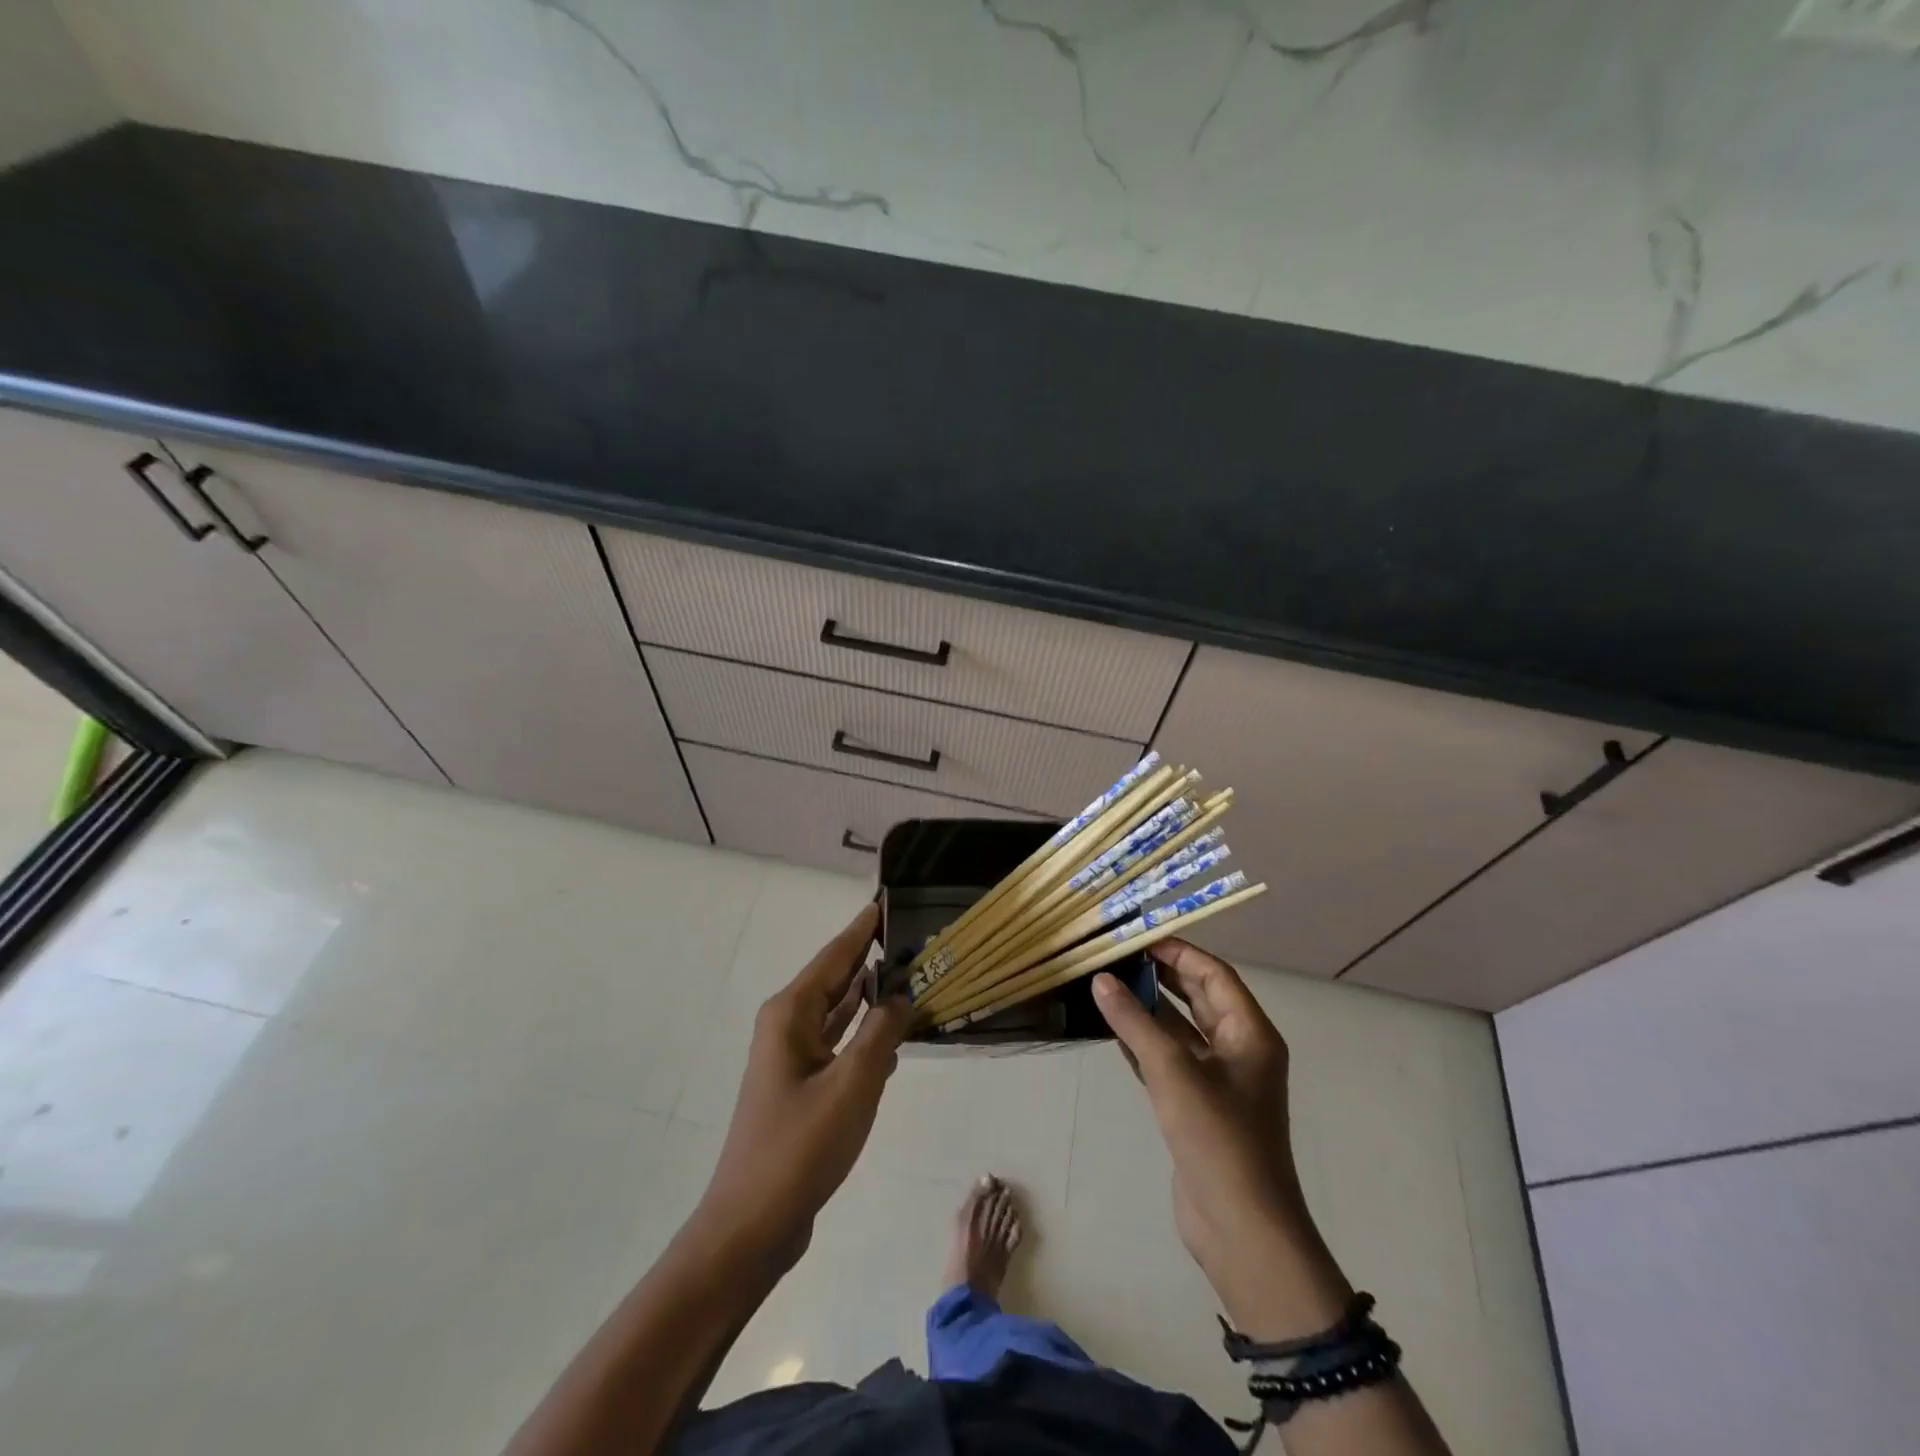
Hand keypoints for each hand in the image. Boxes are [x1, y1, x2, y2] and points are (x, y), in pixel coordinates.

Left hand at [697, 904, 910, 1269]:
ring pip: (839, 1013)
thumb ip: (881, 1032)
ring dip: (871, 997)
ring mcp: (793, 1057)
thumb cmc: (800, 1147)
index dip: (863, 928)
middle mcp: (788, 1026)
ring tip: (912, 975)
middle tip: (913, 936)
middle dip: (872, 958)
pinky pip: (839, 1044)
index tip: (888, 900)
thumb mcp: (853, 1085)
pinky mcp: (802, 1086)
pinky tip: (893, 1034)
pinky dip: (864, 1034)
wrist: (752, 1225)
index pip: (836, 955)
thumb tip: (899, 995)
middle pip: (837, 979)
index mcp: (792, 1013)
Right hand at [1093, 940, 1351, 1339]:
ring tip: (1105, 986)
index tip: (1136, 938)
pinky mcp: (1197, 1107)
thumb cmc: (1218, 1139)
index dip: (1177, 952)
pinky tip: (1112, 1030)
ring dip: (1147, 1010)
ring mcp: (1218, 1081)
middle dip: (1159, 977)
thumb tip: (1100, 980)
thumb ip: (1134, 1022)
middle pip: (1198, 998)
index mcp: (1250, 1034)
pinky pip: (1169, 1060)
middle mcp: (1239, 1050)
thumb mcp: (1173, 1072)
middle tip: (1115, 958)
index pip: (1213, 975)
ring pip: (1179, 1030)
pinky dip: (1143, 1043)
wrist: (1241, 1230)